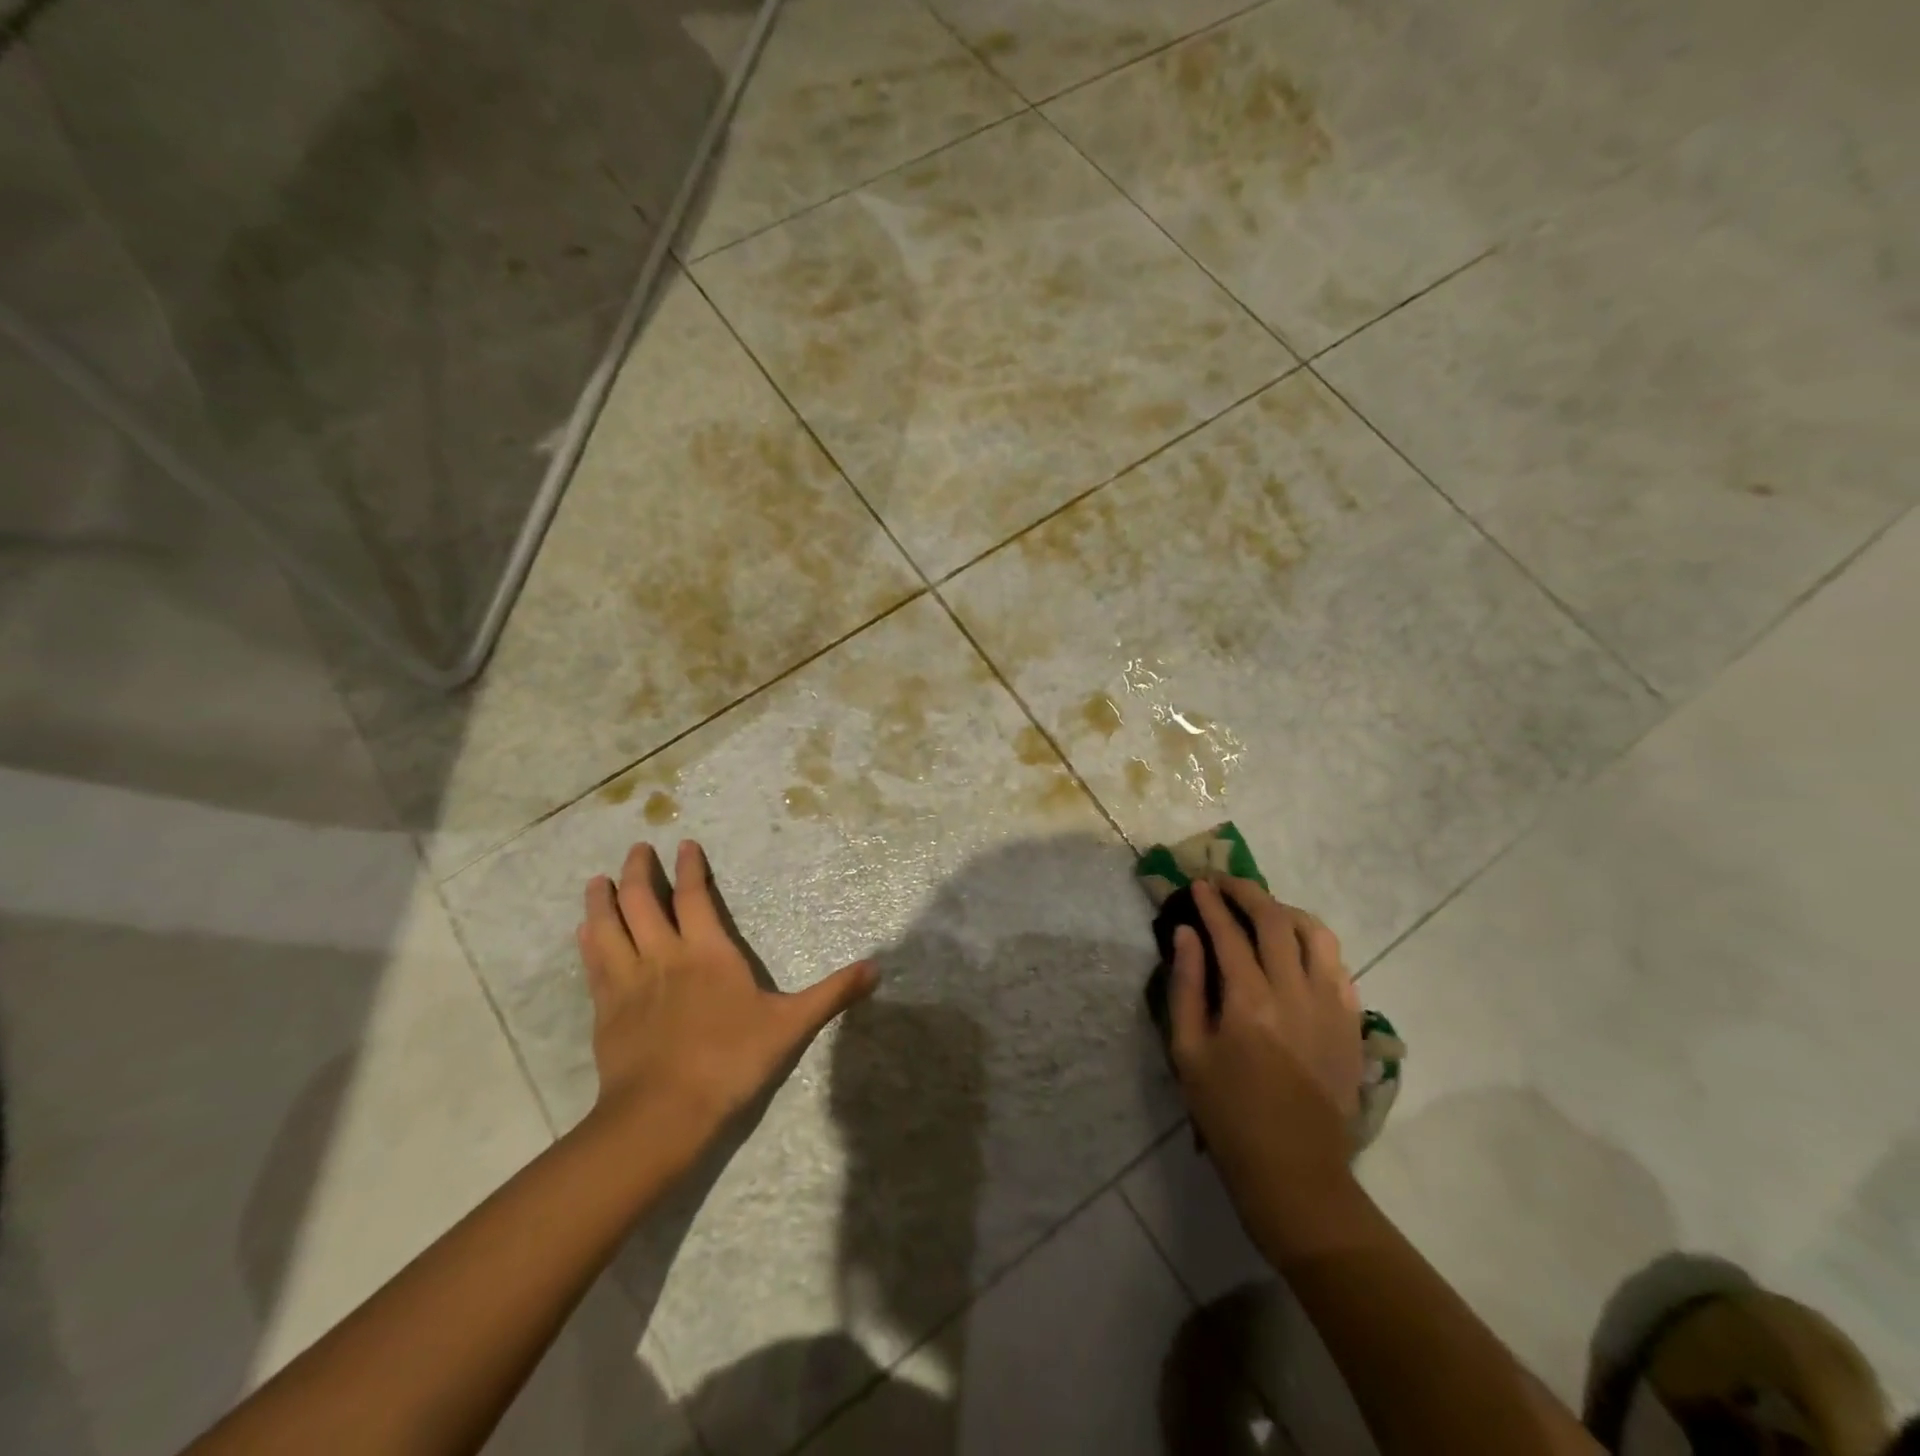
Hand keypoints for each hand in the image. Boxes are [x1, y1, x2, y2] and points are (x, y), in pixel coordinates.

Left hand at [576, 840, 876, 1145]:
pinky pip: (594, 964)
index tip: (684, 845)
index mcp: (707, 953)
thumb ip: (832, 994)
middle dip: (639, 871)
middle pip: (642, 902)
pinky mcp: (606, 1010)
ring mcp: (629, 982)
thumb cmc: (731, 1061)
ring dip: (602, 900)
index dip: (690, 869)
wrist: (664, 1113)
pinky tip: (583, 932)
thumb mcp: (791, 1026)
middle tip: (637, 849)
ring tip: (597, 880)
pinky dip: (589, 941)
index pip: (694, 898)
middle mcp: (664, 956)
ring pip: (608, 928)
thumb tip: (877, 967)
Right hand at [1168, 878, 1362, 1245]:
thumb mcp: (1188, 1051)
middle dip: (1247, 893)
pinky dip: (1315, 944)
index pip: (1229, 933)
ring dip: (1286, 911)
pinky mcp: (1351, 1024)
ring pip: (1316, 935)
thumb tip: (1186, 934)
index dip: (1211, 903)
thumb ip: (1186, 986)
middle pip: (1275, 921)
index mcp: (1249, 1002)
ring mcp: (1331, 1007)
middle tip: (1225, 883)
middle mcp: (1295, 993)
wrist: (1293, 1170)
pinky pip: (1338, 966)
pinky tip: (1296, 948)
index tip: (1197, 884)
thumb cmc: (1227, 1112)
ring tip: (1264, 909)